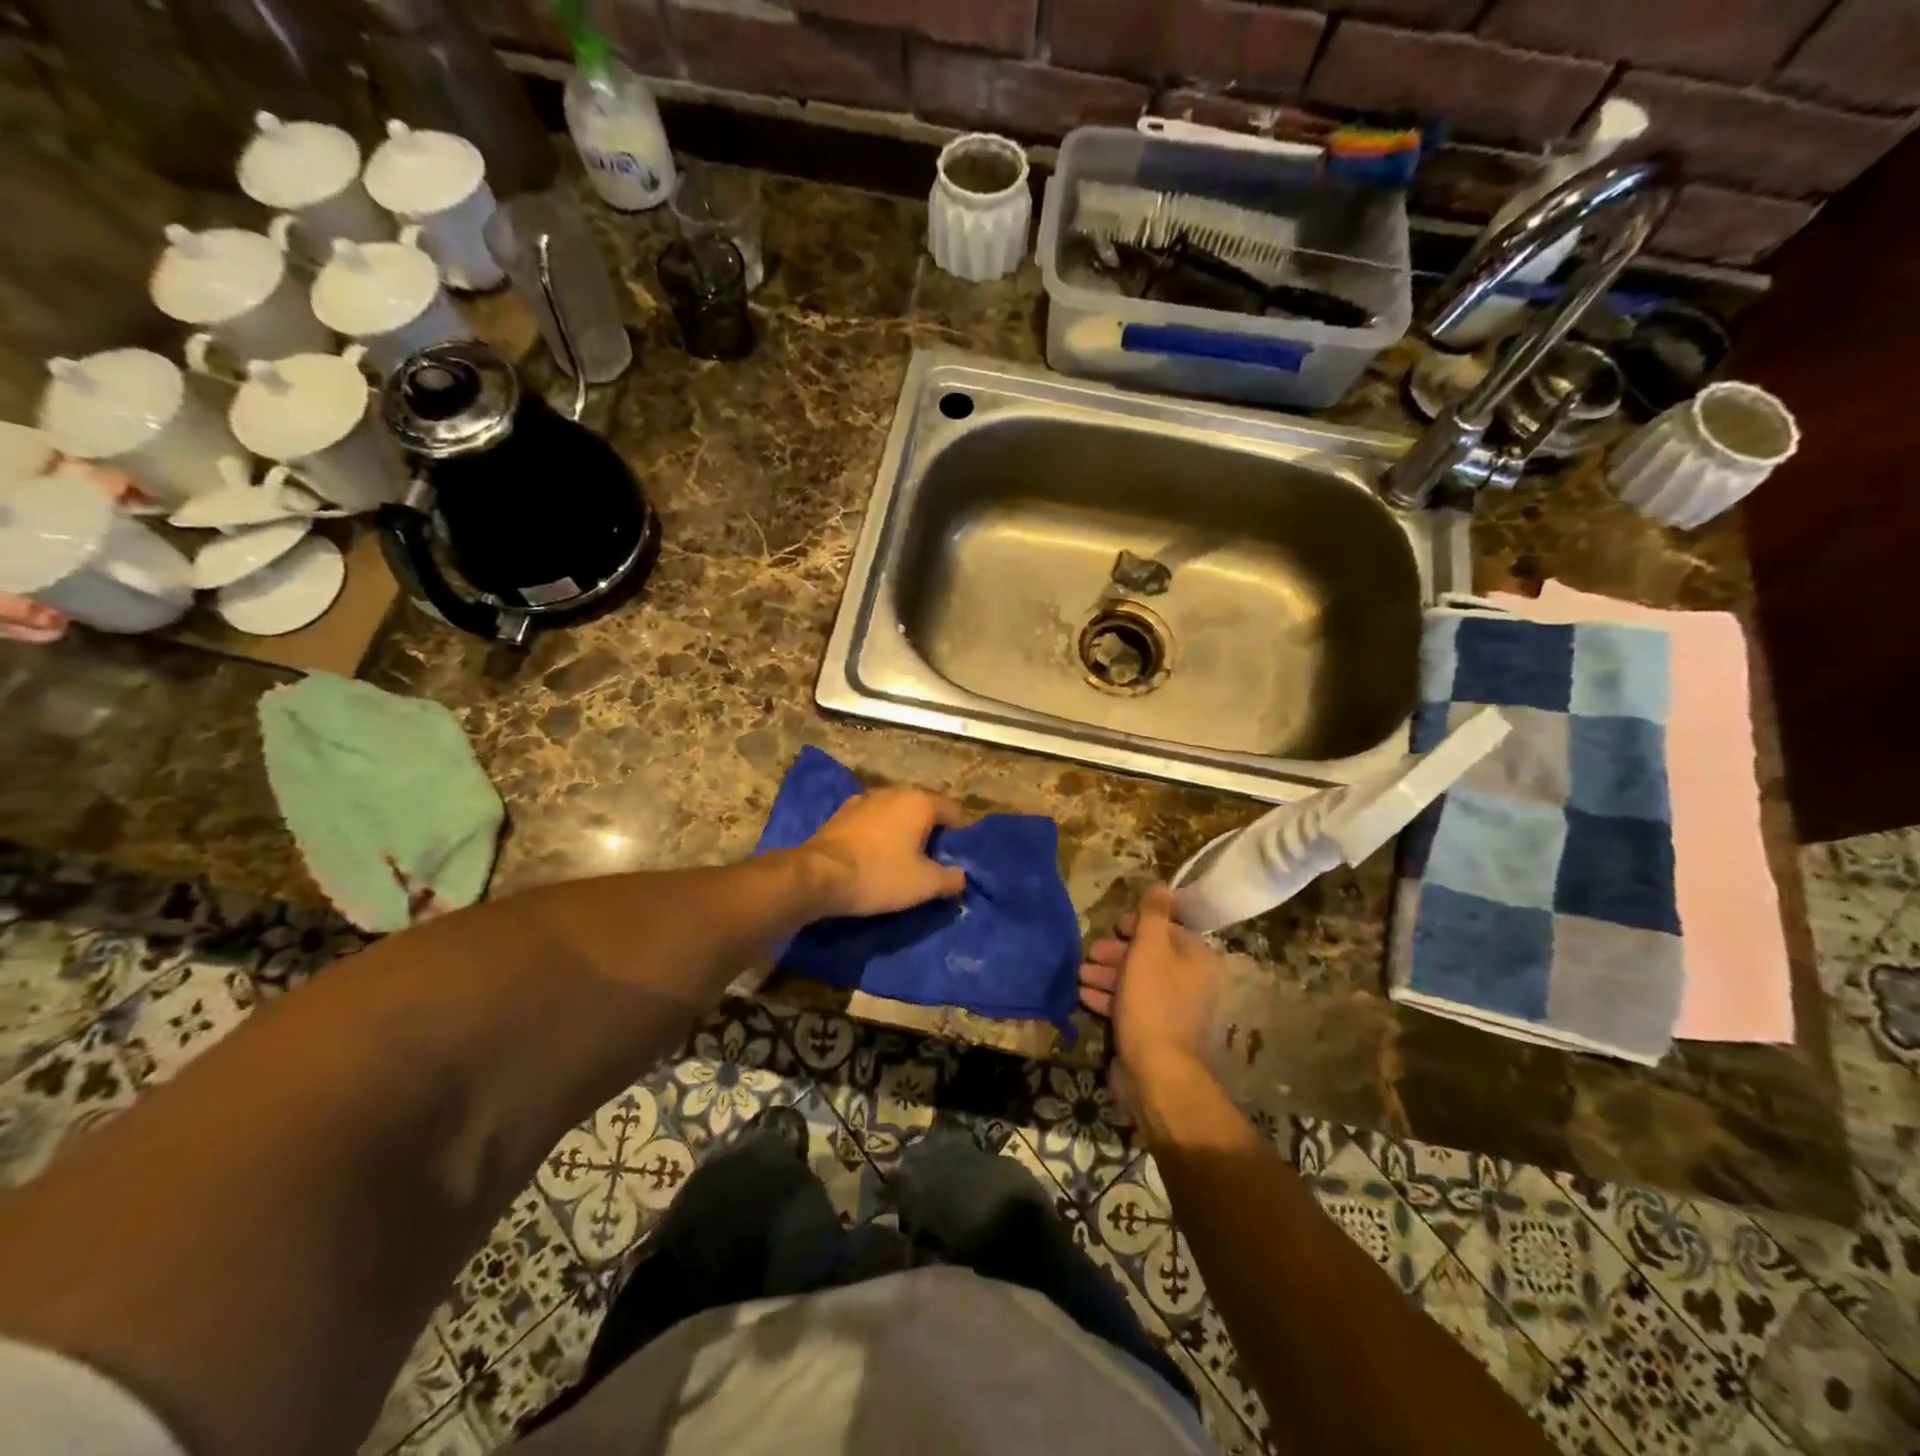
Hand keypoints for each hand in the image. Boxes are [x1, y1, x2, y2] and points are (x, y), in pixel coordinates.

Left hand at [802, 787, 967, 917]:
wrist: (817, 876)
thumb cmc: (879, 874)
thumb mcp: (924, 884)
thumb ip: (951, 878)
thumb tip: (961, 876)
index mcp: (919, 802)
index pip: (953, 811)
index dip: (959, 836)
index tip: (955, 859)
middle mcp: (893, 792)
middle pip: (922, 811)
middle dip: (928, 834)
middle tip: (930, 864)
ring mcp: (863, 800)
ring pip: (894, 815)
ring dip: (900, 834)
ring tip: (900, 862)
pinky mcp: (840, 815)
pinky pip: (871, 823)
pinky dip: (877, 837)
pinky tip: (872, 859)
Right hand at [1079, 884, 1223, 1105]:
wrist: (1155, 1070)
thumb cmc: (1152, 1000)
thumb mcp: (1150, 948)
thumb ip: (1153, 915)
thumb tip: (1162, 884)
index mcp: (1197, 960)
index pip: (1169, 930)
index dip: (1140, 924)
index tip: (1115, 925)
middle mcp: (1191, 984)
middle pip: (1151, 956)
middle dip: (1117, 952)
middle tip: (1091, 951)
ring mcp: (1173, 1011)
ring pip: (1137, 982)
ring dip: (1107, 975)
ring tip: (1081, 973)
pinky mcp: (1154, 1033)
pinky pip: (1130, 1006)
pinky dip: (1108, 998)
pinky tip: (1084, 995)